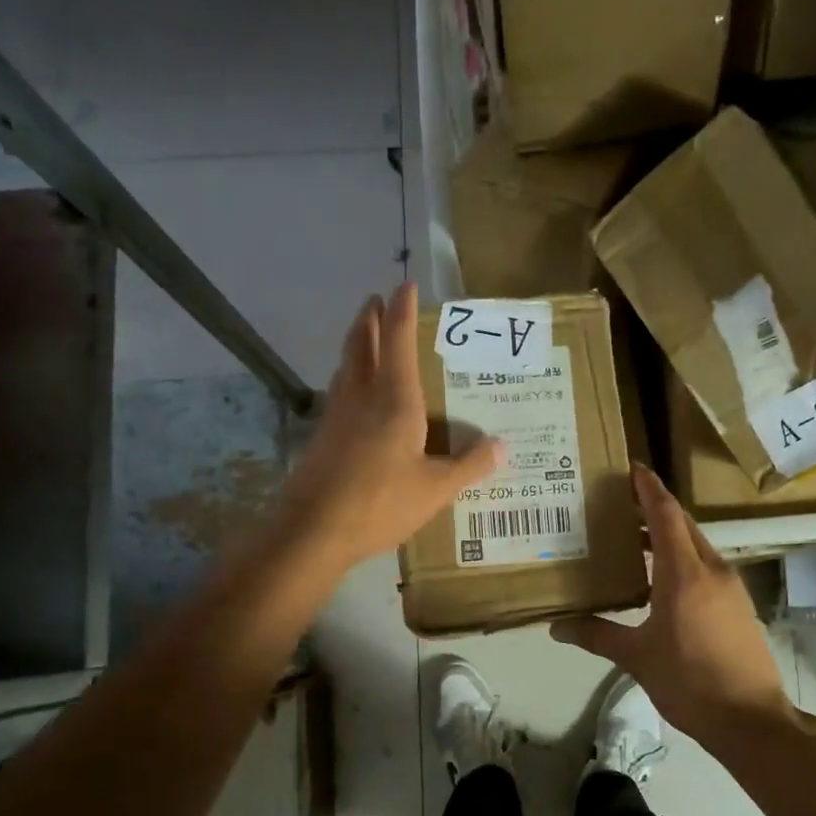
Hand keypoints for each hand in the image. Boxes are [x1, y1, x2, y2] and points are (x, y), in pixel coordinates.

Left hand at [275, 282, 502, 572]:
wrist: (314, 529)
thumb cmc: (380, 502)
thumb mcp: (436, 489)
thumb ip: (469, 465)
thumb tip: (502, 447)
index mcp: (394, 400)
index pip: (397, 341)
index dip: (401, 311)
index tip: (405, 286)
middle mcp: (362, 397)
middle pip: (361, 345)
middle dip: (369, 319)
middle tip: (376, 300)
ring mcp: (336, 416)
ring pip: (345, 367)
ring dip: (355, 345)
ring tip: (365, 339)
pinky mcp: (322, 437)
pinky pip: (338, 393)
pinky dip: (348, 378)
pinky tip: (355, 396)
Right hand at [551, 465, 795, 748]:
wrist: (751, 719)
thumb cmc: (689, 681)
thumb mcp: (637, 657)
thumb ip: (596, 635)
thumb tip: (556, 627)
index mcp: (684, 573)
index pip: (665, 514)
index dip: (648, 488)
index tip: (632, 468)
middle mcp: (711, 570)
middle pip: (683, 525)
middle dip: (655, 509)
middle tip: (621, 503)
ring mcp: (730, 587)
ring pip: (697, 547)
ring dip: (669, 537)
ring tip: (635, 540)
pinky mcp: (738, 606)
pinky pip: (706, 568)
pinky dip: (682, 560)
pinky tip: (661, 581)